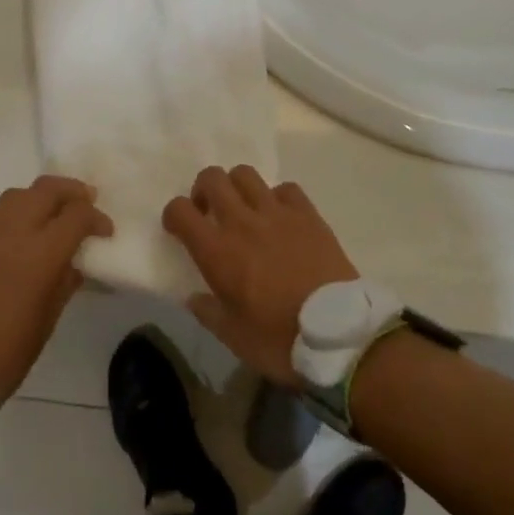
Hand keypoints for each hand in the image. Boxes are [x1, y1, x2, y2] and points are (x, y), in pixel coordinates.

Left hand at [0, 176, 112, 400]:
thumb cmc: (5, 352)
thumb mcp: (47, 321)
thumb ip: (64, 283)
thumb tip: (75, 262)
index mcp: (39, 256)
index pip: (75, 215)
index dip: (96, 218)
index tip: (105, 230)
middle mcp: (12, 233)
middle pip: (46, 190)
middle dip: (72, 191)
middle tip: (86, 202)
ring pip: (19, 194)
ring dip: (43, 196)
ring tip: (56, 211)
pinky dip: (19, 211)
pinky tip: (25, 230)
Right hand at [163, 166, 357, 385]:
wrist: (340, 335)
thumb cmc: (279, 340)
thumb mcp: (234, 338)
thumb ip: (208, 313)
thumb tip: (194, 297)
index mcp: (217, 251)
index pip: (179, 210)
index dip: (173, 215)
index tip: (179, 229)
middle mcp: (242, 222)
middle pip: (212, 178)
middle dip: (203, 189)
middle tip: (210, 212)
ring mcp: (277, 213)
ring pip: (246, 174)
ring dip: (238, 187)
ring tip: (244, 209)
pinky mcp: (307, 214)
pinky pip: (285, 188)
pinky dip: (277, 197)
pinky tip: (281, 217)